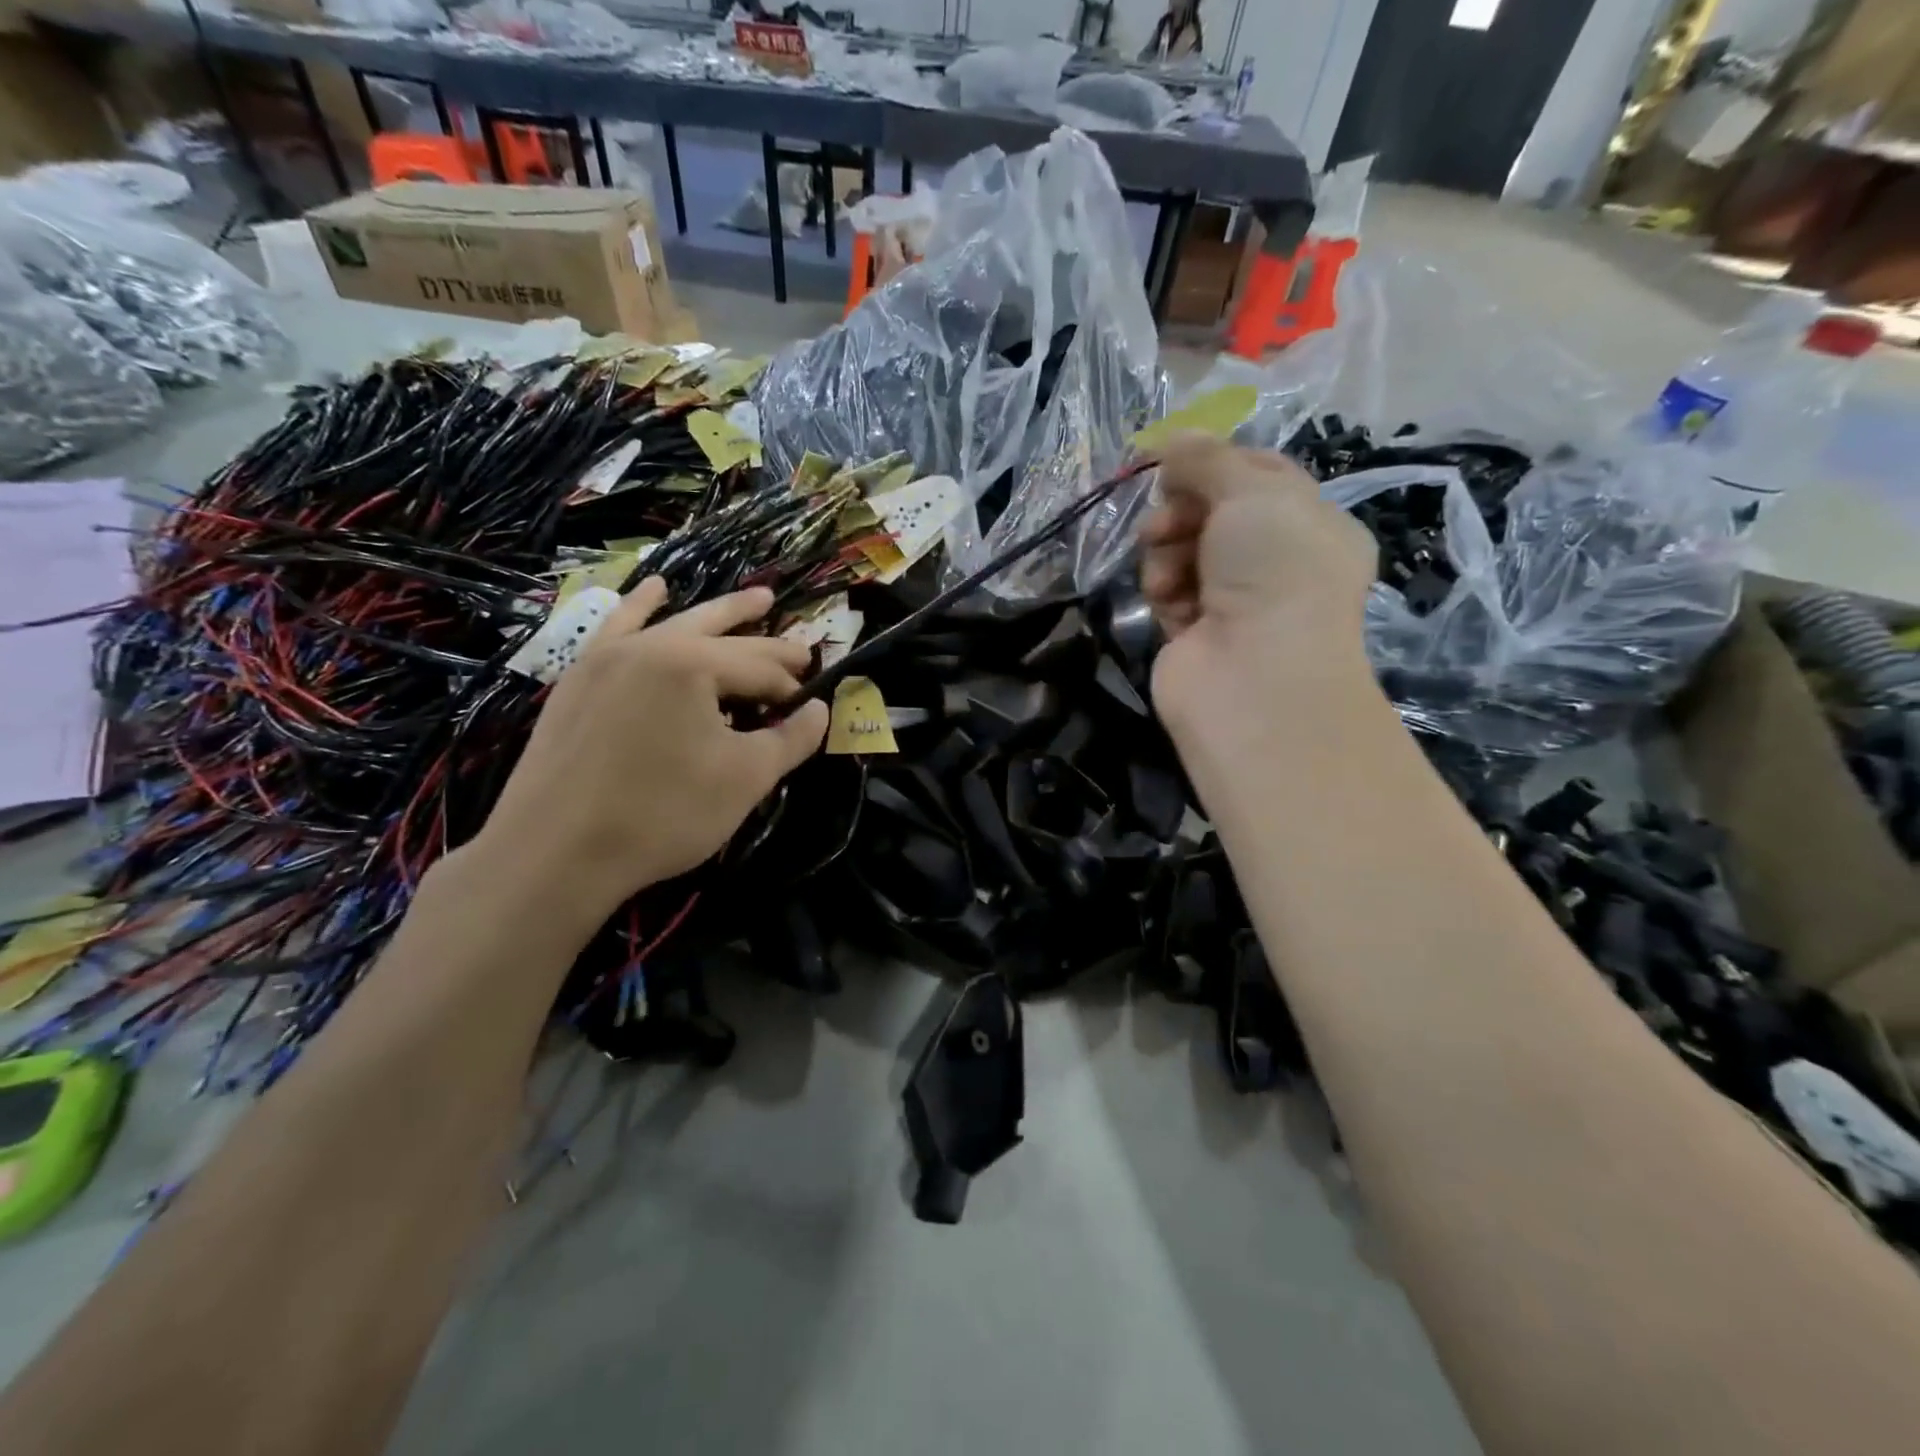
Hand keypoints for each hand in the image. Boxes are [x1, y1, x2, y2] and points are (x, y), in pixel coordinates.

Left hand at [473, 580, 829, 930]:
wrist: (554, 853)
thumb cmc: (662, 814)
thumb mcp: (744, 779)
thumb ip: (790, 739)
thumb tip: (820, 711)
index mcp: (692, 664)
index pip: (759, 669)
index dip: (791, 689)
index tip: (810, 708)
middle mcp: (649, 646)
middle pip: (723, 636)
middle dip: (768, 641)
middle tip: (802, 647)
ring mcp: (607, 657)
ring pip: (674, 623)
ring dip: (719, 613)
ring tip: (756, 597)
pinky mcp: (578, 679)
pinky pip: (617, 629)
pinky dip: (640, 607)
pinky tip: (653, 589)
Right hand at [1140, 435, 1376, 738]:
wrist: (1255, 675)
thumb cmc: (1273, 571)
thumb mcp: (1251, 491)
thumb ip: (1207, 459)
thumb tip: (1173, 439)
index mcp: (1310, 524)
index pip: (1257, 474)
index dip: (1214, 465)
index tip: (1175, 464)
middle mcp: (1276, 561)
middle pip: (1210, 513)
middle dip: (1180, 512)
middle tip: (1163, 525)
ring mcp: (1234, 600)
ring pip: (1181, 552)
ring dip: (1166, 554)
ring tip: (1168, 574)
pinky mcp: (1196, 633)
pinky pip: (1168, 593)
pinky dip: (1163, 593)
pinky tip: (1169, 604)